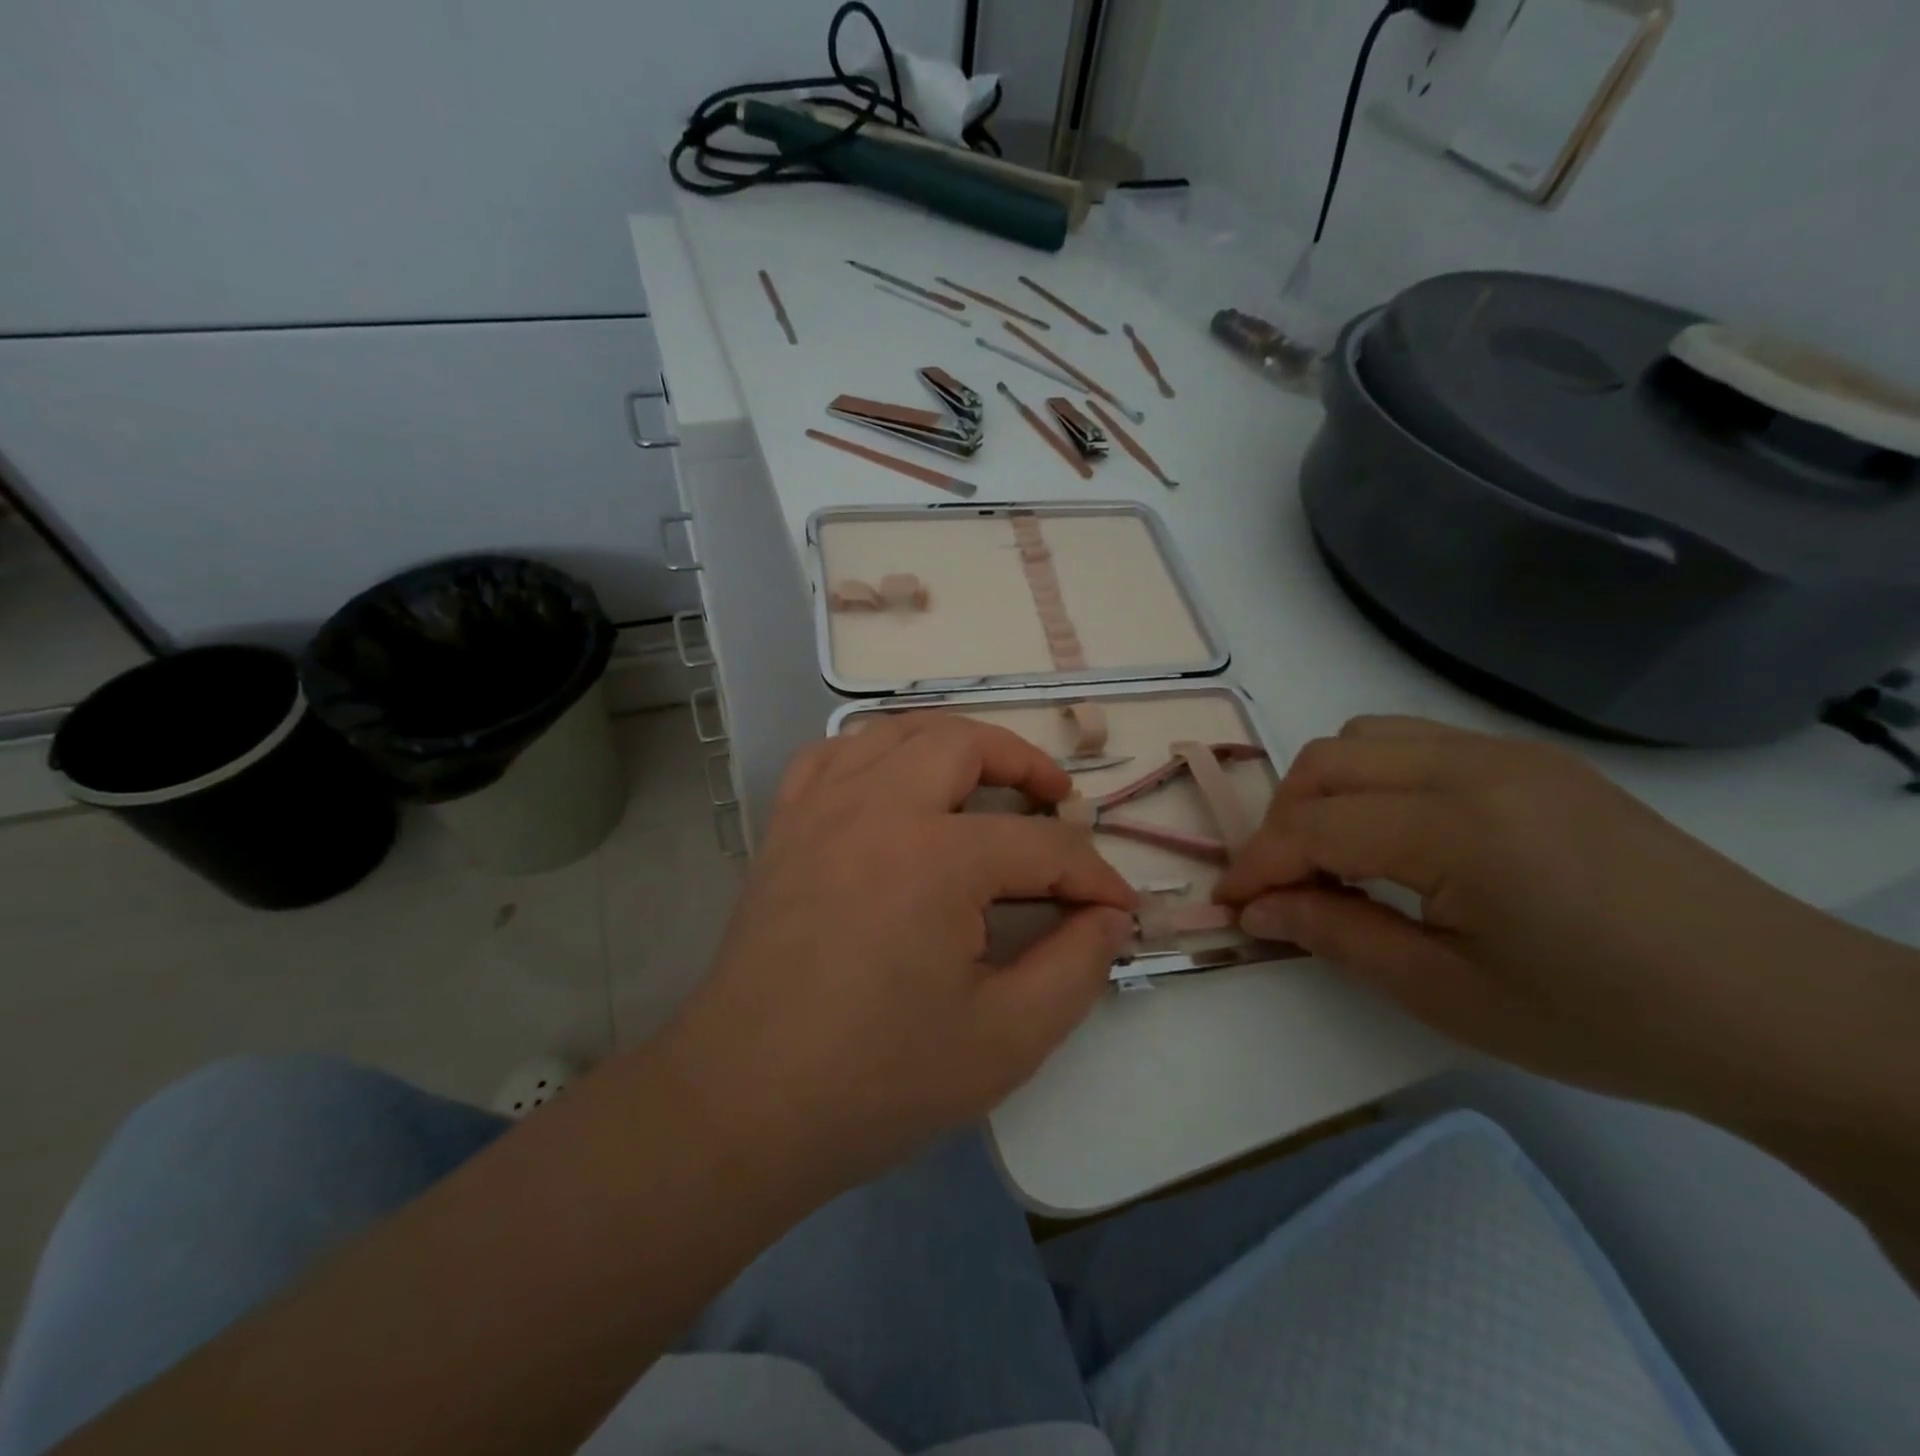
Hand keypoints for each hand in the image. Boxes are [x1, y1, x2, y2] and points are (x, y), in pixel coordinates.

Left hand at [662, 714, 1137, 1193]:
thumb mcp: (1006, 1039)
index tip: (1119, 907)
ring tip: (984, 781)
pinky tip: (893, 786)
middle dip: (1027, 766)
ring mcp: (821, 809)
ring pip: (897, 732)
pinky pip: (832, 755)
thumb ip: (1076, 968)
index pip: (1042, 848)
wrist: (744, 1104)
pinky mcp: (785, 827)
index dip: (1093, 877)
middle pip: (967, 744)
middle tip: (1058, 805)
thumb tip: (1109, 916)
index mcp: (936, 858)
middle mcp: (876, 808)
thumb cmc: (878, 1079)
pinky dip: (876, 753)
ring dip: (953, 744)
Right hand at [1215, 716, 1908, 1123]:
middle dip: (1281, 821)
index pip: (1313, 826)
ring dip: (1325, 790)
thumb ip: (1338, 936)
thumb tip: (1259, 909)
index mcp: (1458, 829)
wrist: (1779, 1012)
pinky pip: (1417, 742)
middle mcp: (1475, 766)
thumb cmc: (1607, 1021)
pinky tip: (1394, 836)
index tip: (1230, 905)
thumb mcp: (1450, 995)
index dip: (1257, 865)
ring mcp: (1509, 753)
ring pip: (1366, 737)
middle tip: (1282, 885)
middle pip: (1327, 762)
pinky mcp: (1533, 759)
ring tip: (1333, 855)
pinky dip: (1374, 778)